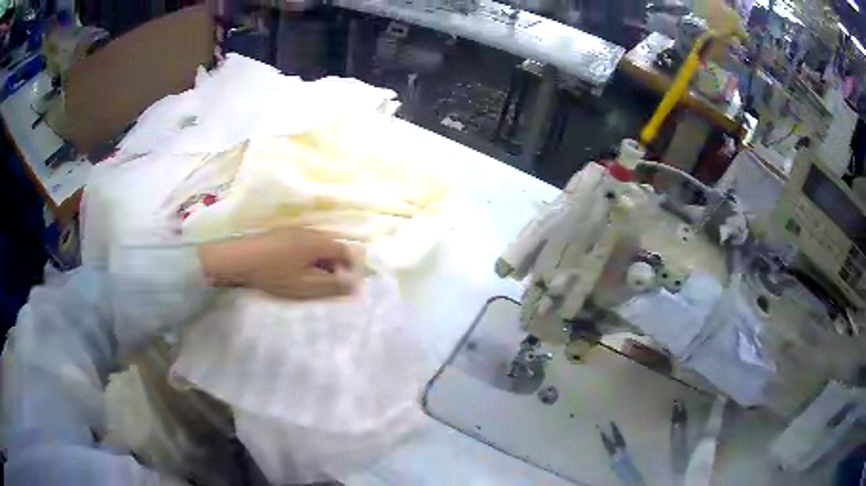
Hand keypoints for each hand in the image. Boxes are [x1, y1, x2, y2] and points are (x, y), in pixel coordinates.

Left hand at [198, 227, 362, 298]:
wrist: (241, 259)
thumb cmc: (275, 274)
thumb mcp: (306, 285)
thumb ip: (332, 285)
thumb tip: (355, 284)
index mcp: (320, 242)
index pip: (346, 251)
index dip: (352, 267)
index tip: (347, 284)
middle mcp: (311, 231)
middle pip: (333, 246)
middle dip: (337, 265)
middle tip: (330, 285)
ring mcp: (296, 230)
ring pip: (319, 245)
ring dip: (322, 262)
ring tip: (313, 280)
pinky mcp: (284, 234)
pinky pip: (306, 244)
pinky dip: (309, 257)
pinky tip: (298, 270)